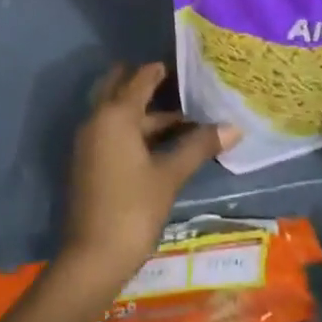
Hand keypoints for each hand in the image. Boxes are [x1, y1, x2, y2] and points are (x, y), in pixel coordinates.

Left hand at [59, 63, 237, 297]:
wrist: (92, 256)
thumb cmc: (133, 209)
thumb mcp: (169, 176)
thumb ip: (198, 147)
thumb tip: (233, 127)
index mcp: (115, 115)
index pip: (138, 80)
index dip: (157, 71)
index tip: (178, 64)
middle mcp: (97, 119)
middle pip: (119, 90)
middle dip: (143, 85)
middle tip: (174, 83)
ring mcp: (89, 141)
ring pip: (116, 114)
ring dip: (142, 112)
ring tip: (178, 118)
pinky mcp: (88, 161)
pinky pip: (111, 131)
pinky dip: (132, 129)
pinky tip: (157, 144)